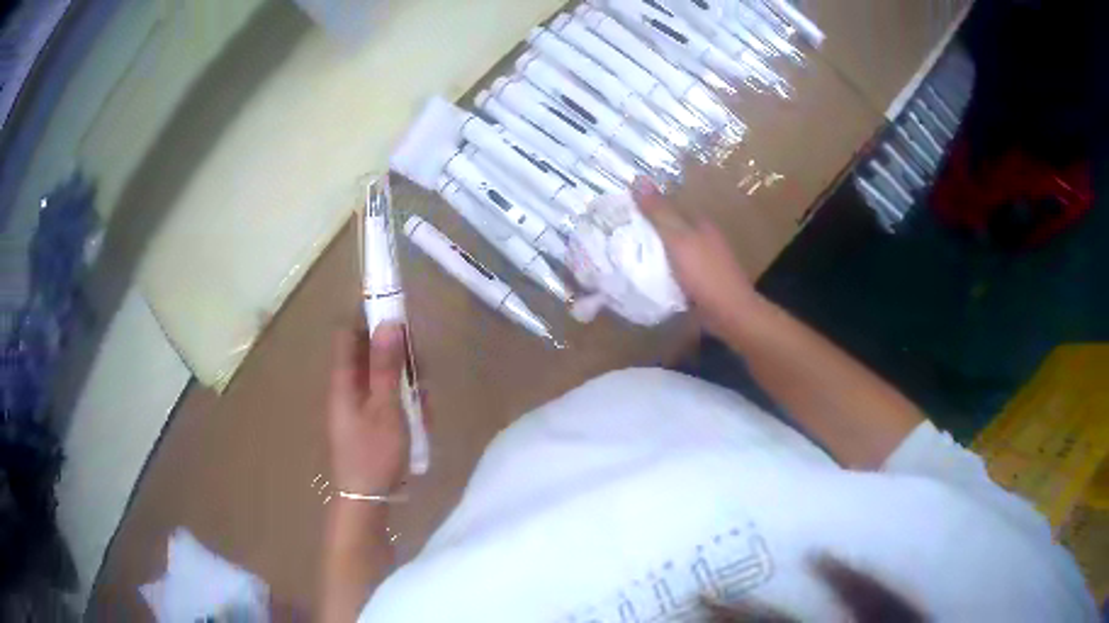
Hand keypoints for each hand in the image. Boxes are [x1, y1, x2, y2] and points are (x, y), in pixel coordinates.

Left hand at [327, 322, 408, 493]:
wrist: (367, 500)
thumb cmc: (374, 452)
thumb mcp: (386, 407)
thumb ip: (387, 365)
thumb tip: (389, 322)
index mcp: (343, 380)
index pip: (348, 334)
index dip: (370, 321)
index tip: (400, 322)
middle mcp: (347, 388)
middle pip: (369, 355)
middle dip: (397, 356)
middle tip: (421, 370)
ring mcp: (358, 407)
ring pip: (382, 378)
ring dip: (405, 382)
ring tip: (424, 402)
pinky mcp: (369, 423)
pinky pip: (386, 400)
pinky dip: (403, 403)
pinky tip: (420, 419)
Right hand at [633, 178, 758, 335]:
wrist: (729, 314)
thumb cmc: (704, 273)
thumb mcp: (678, 239)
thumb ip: (659, 212)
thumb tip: (638, 178)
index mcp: (700, 223)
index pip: (669, 207)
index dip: (645, 207)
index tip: (619, 212)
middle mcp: (703, 239)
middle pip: (669, 229)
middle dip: (647, 231)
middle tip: (615, 235)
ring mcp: (703, 262)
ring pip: (671, 251)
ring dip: (653, 253)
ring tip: (624, 256)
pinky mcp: (700, 283)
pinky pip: (675, 272)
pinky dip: (661, 272)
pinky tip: (645, 278)